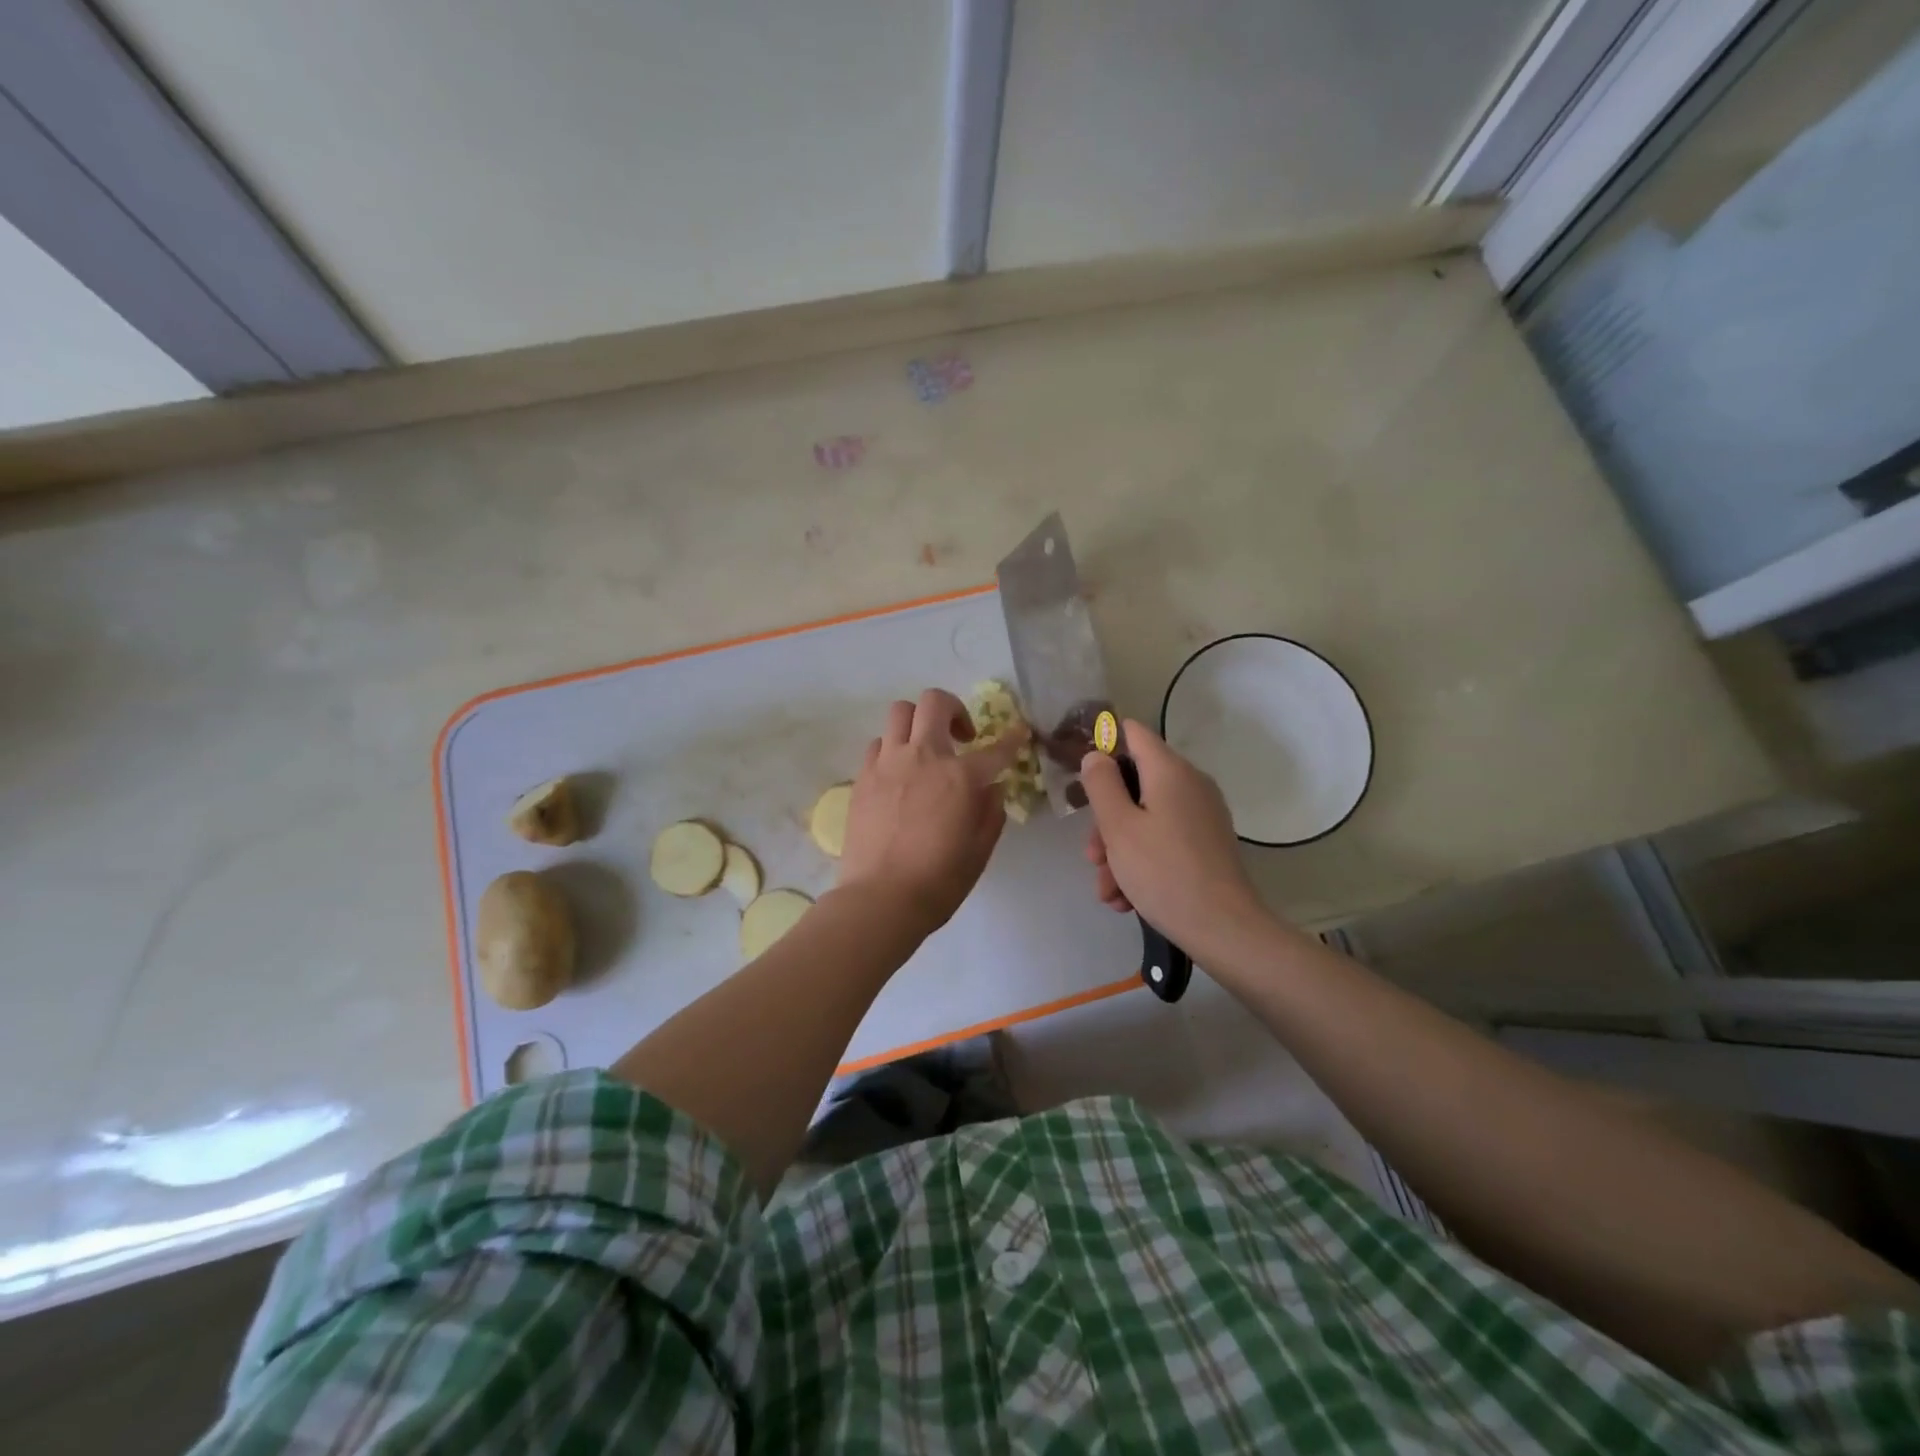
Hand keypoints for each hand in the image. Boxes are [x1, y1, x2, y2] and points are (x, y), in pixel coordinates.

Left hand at [838, 690, 1027, 933]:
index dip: (1012, 738)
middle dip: (954, 709)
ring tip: (925, 749)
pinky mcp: (863, 776)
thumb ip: (991, 812)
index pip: (996, 748)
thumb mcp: (979, 851)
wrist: (880, 898)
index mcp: (960, 777)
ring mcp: (888, 763)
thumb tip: (993, 788)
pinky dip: (893, 748)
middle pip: (934, 702)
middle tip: (962, 736)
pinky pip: (878, 743)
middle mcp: (923, 757)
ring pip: (900, 712)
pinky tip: (898, 773)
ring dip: (918, 722)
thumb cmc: (938, 881)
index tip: (1019, 732)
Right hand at [1079, 721, 1264, 948]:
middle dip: (1107, 820)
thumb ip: (1101, 784)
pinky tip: (1127, 899)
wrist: (1223, 928)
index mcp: (1170, 771)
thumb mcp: (1118, 826)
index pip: (1133, 733)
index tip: (1081, 776)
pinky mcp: (1206, 844)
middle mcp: (1190, 785)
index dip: (1104, 745)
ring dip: (1119, 851)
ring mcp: (1201, 816)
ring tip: (1108, 892)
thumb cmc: (1163, 871)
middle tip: (1092, 856)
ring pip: (1146, 818)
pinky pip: (1164, 840)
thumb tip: (1097, 755)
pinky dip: (1142, 862)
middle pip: (1135, 784)